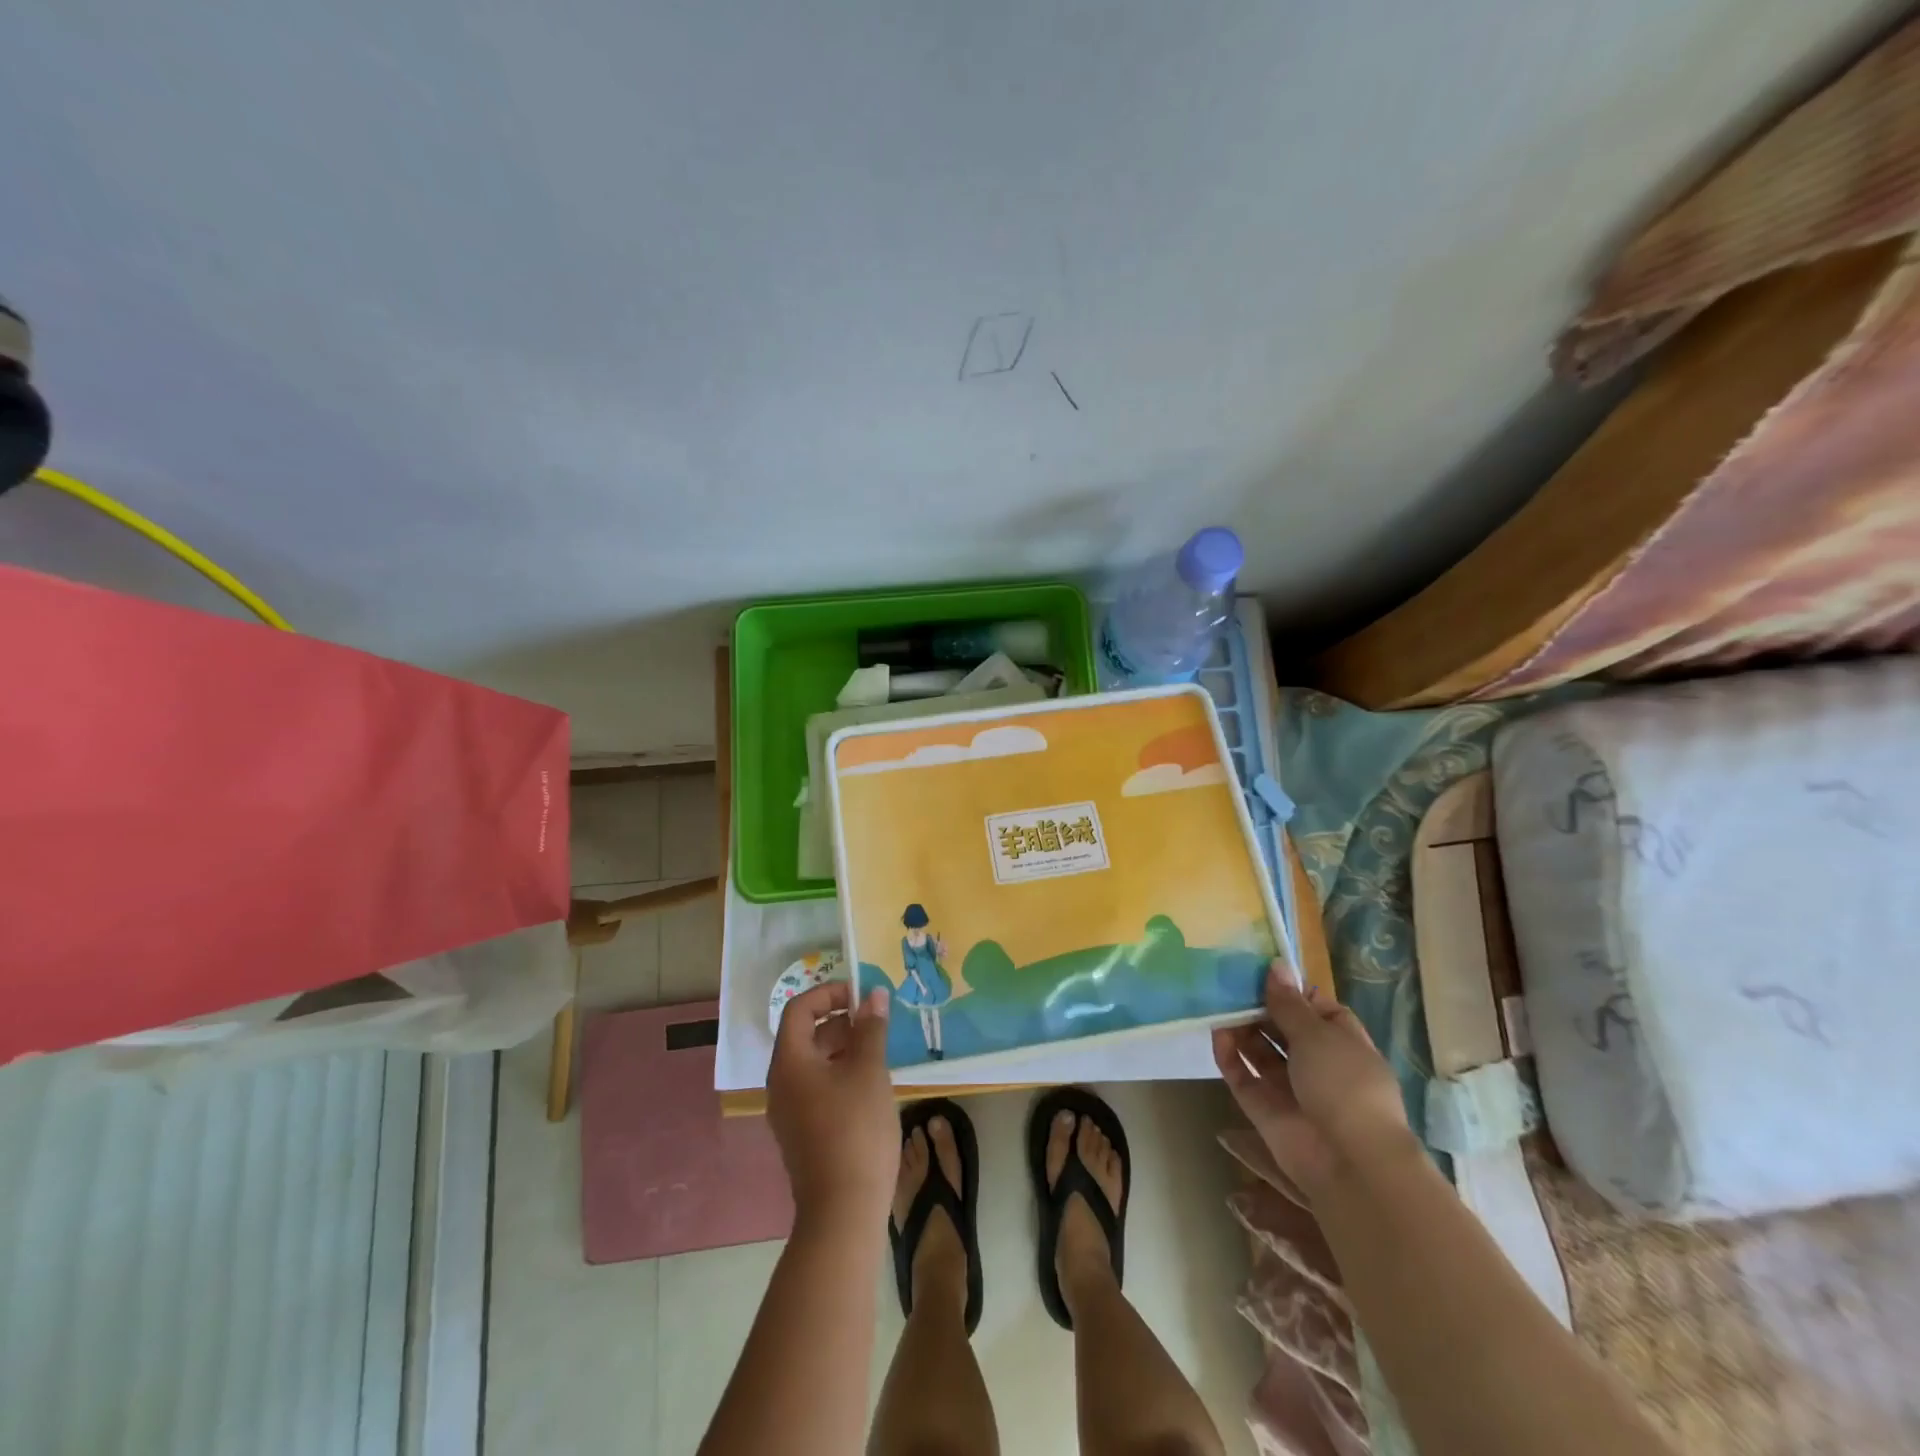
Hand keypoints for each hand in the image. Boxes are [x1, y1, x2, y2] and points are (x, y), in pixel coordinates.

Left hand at [767, 981, 897, 1226]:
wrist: (843, 1211)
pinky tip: (871, 1083)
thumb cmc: (855, 1130)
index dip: (829, 993)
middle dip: (840, 1020)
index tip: (862, 995)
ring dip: (843, 1047)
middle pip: (805, 1035)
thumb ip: (871, 1027)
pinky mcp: (803, 1133)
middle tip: (876, 1020)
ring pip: (814, 1063)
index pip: (799, 1009)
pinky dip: (840, 1073)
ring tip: (879, 1049)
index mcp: (789, 1062)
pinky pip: (817, 1087)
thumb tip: (874, 994)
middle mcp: (781, 1083)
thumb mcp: (869, 1070)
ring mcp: (789, 1111)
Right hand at [1213, 963, 1417, 1199]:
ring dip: (1241, 1027)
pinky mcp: (1263, 1106)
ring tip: (1218, 1002)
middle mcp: (1316, 1062)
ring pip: (1259, 1049)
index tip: (1262, 972)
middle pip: (1282, 1027)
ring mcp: (1289, 1086)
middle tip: (1229, 982)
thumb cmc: (1344, 1085)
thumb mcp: (1318, 1034)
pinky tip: (1217, 1033)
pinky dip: (1228, 1055)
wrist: (1348, 1161)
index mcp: (1343, 1042)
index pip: (1316, 1008)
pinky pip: (1241, 1074)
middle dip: (1259, 1006)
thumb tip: (1277, 966)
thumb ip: (1289, 1003)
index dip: (1292, 990)